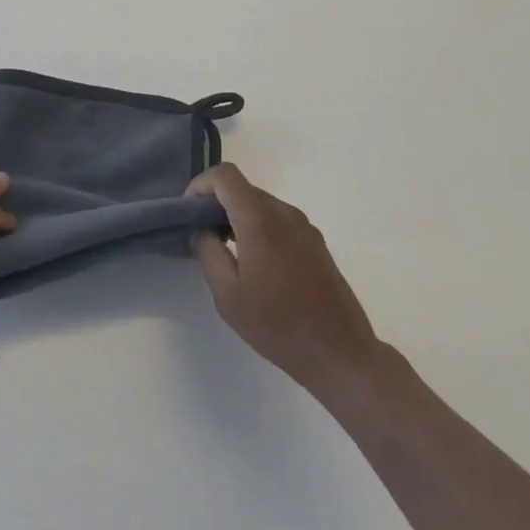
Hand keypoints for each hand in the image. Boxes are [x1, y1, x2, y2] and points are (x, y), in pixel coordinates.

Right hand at [187, 164, 377, 391]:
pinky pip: (278, 220)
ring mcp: (304, 226)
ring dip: (238, 216)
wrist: (340, 353)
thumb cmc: (278, 325)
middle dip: (216, 203)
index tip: (189, 212)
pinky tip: (256, 263)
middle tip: (202, 234)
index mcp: (260, 220)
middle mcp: (284, 213)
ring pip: (261, 204)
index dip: (201, 184)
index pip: (225, 176)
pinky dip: (258, 227)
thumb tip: (201, 229)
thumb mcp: (228, 294)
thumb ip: (208, 252)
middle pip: (243, 188)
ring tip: (226, 251)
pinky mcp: (316, 242)